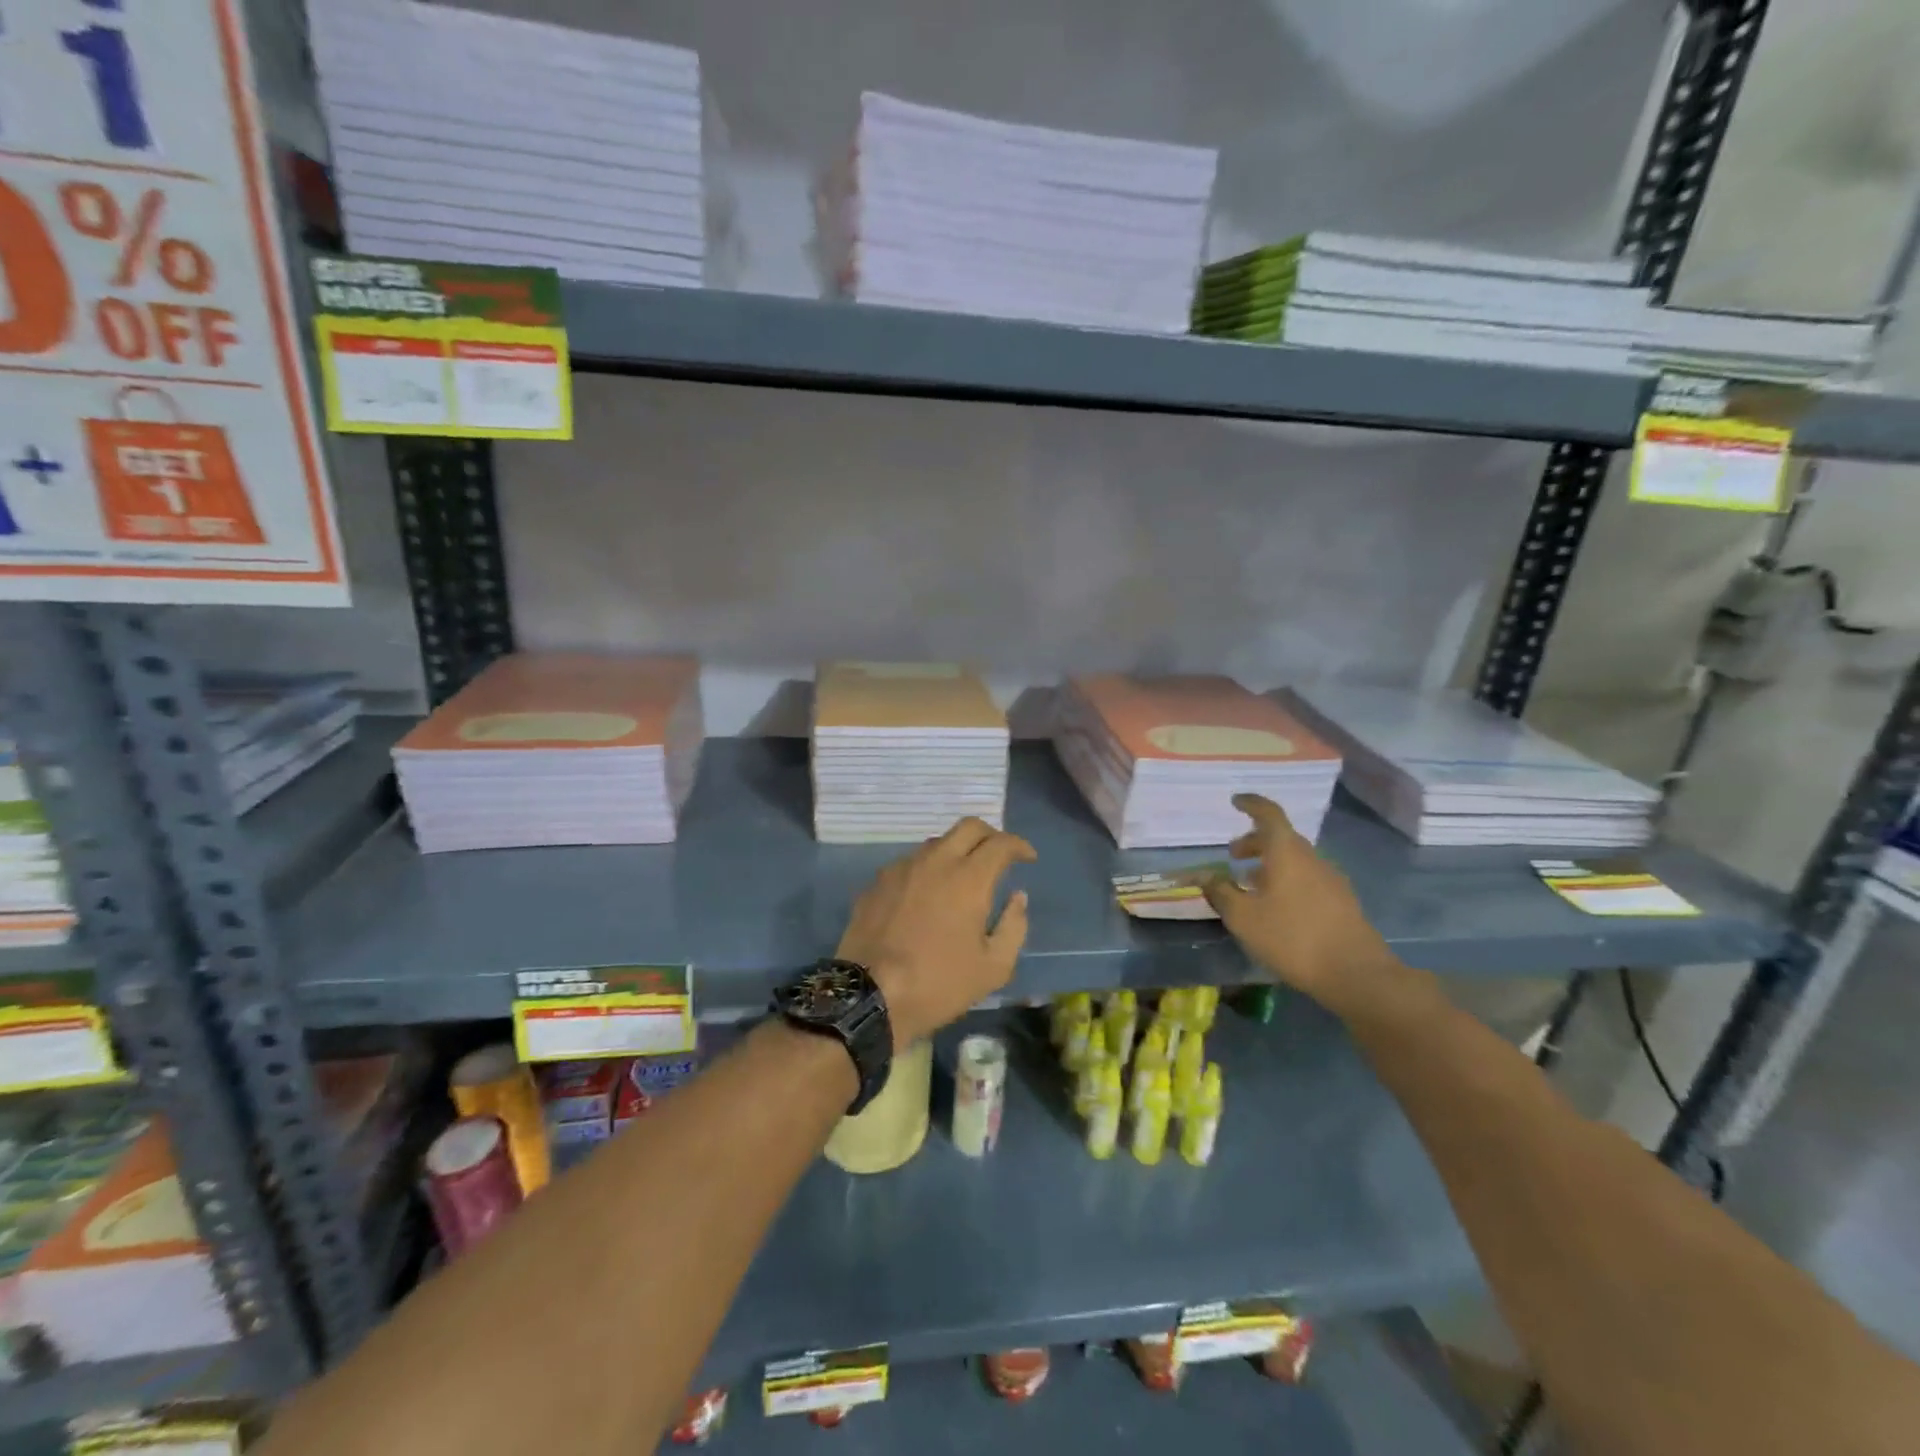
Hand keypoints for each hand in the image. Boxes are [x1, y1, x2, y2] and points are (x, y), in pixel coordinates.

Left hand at [836, 818, 1035, 1048]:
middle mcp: (935, 861)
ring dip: (956, 851)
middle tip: (998, 856)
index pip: (1001, 843)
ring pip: (936, 842)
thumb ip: (1014, 927)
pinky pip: (910, 863)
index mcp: (969, 878)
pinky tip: (927, 894)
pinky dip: (928, 869)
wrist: (869, 995)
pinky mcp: (877, 882)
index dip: (1019, 846)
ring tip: (962, 877)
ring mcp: (902, 868)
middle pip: (968, 827)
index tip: (1027, 857)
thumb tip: (1017, 898)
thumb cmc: (938, 983)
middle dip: (990, 835)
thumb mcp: (993, 967)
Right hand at [1203, 793, 1402, 1015]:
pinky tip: (1276, 907)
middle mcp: (1311, 858)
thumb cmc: (1293, 938)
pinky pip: (1307, 879)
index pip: (1269, 814)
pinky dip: (1286, 880)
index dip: (1251, 804)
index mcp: (1287, 853)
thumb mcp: (1244, 918)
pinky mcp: (1341, 902)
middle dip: (1255, 841)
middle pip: (1282, 838)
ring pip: (1295, 860)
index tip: (1235, 801)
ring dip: (1270, 864)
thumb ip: (1221, 893)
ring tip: (1249, 885)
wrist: (1356, 974)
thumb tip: (1206, 876)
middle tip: (1233, 855)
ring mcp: (1331, 880)